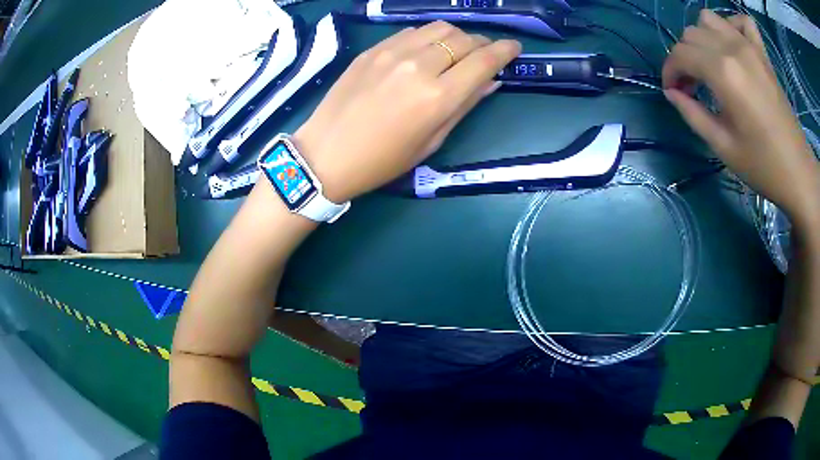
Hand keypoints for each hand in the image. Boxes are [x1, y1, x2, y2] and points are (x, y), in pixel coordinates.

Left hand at [293, 21, 520, 202]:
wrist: (326, 154)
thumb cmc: (382, 160)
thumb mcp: (431, 141)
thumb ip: (464, 106)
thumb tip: (490, 81)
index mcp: (438, 97)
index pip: (483, 61)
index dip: (504, 51)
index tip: (514, 48)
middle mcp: (419, 66)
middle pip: (463, 39)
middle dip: (482, 44)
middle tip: (483, 55)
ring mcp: (392, 53)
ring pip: (439, 28)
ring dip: (455, 36)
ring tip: (454, 50)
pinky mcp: (373, 49)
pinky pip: (412, 32)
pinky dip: (427, 37)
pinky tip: (424, 50)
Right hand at [663, 11, 819, 226]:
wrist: (797, 172)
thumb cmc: (762, 165)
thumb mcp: (722, 146)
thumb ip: (692, 114)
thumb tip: (672, 93)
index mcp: (722, 73)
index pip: (680, 54)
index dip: (670, 71)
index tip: (673, 92)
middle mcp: (732, 48)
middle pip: (691, 34)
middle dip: (684, 57)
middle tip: (692, 85)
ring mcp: (749, 46)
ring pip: (710, 19)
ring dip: (703, 37)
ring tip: (710, 63)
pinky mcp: (762, 52)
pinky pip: (741, 21)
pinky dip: (732, 26)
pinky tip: (733, 46)